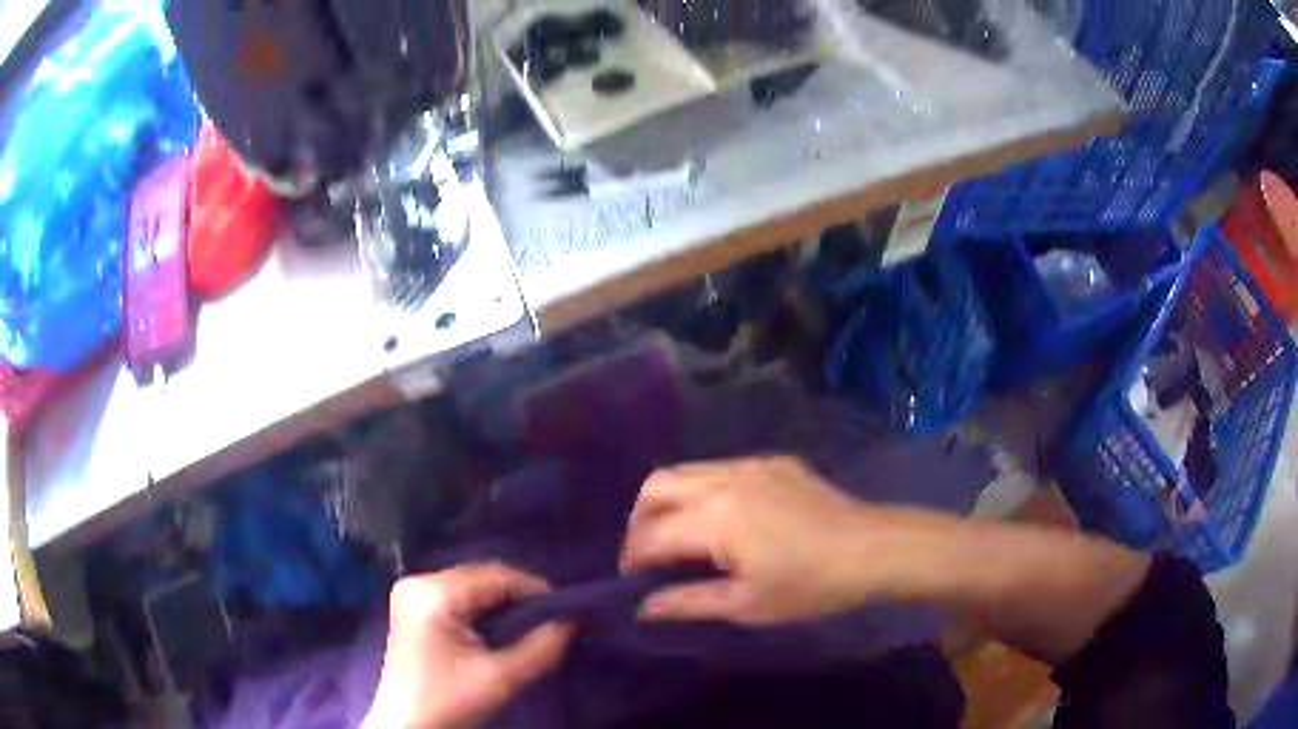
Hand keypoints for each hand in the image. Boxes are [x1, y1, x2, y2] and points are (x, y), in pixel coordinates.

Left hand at [363, 564, 574, 728]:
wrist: (405, 724)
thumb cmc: (448, 701)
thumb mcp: (500, 679)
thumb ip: (540, 648)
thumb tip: (572, 622)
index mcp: (434, 593)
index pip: (495, 576)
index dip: (535, 590)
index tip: (568, 608)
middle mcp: (419, 581)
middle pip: (481, 576)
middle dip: (518, 595)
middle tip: (553, 616)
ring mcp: (412, 592)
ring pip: (470, 585)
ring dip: (502, 601)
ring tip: (533, 621)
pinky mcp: (413, 607)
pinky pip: (457, 595)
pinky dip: (482, 607)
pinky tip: (501, 626)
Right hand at [620, 456, 957, 624]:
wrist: (875, 549)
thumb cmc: (811, 586)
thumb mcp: (747, 604)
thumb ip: (687, 603)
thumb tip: (644, 609)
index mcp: (716, 517)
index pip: (652, 534)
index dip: (632, 558)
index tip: (629, 580)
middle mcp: (725, 478)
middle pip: (657, 485)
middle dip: (639, 519)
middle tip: (646, 554)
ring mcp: (752, 464)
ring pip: (687, 470)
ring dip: (669, 501)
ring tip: (677, 537)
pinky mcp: (774, 461)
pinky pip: (720, 469)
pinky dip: (702, 490)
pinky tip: (721, 520)